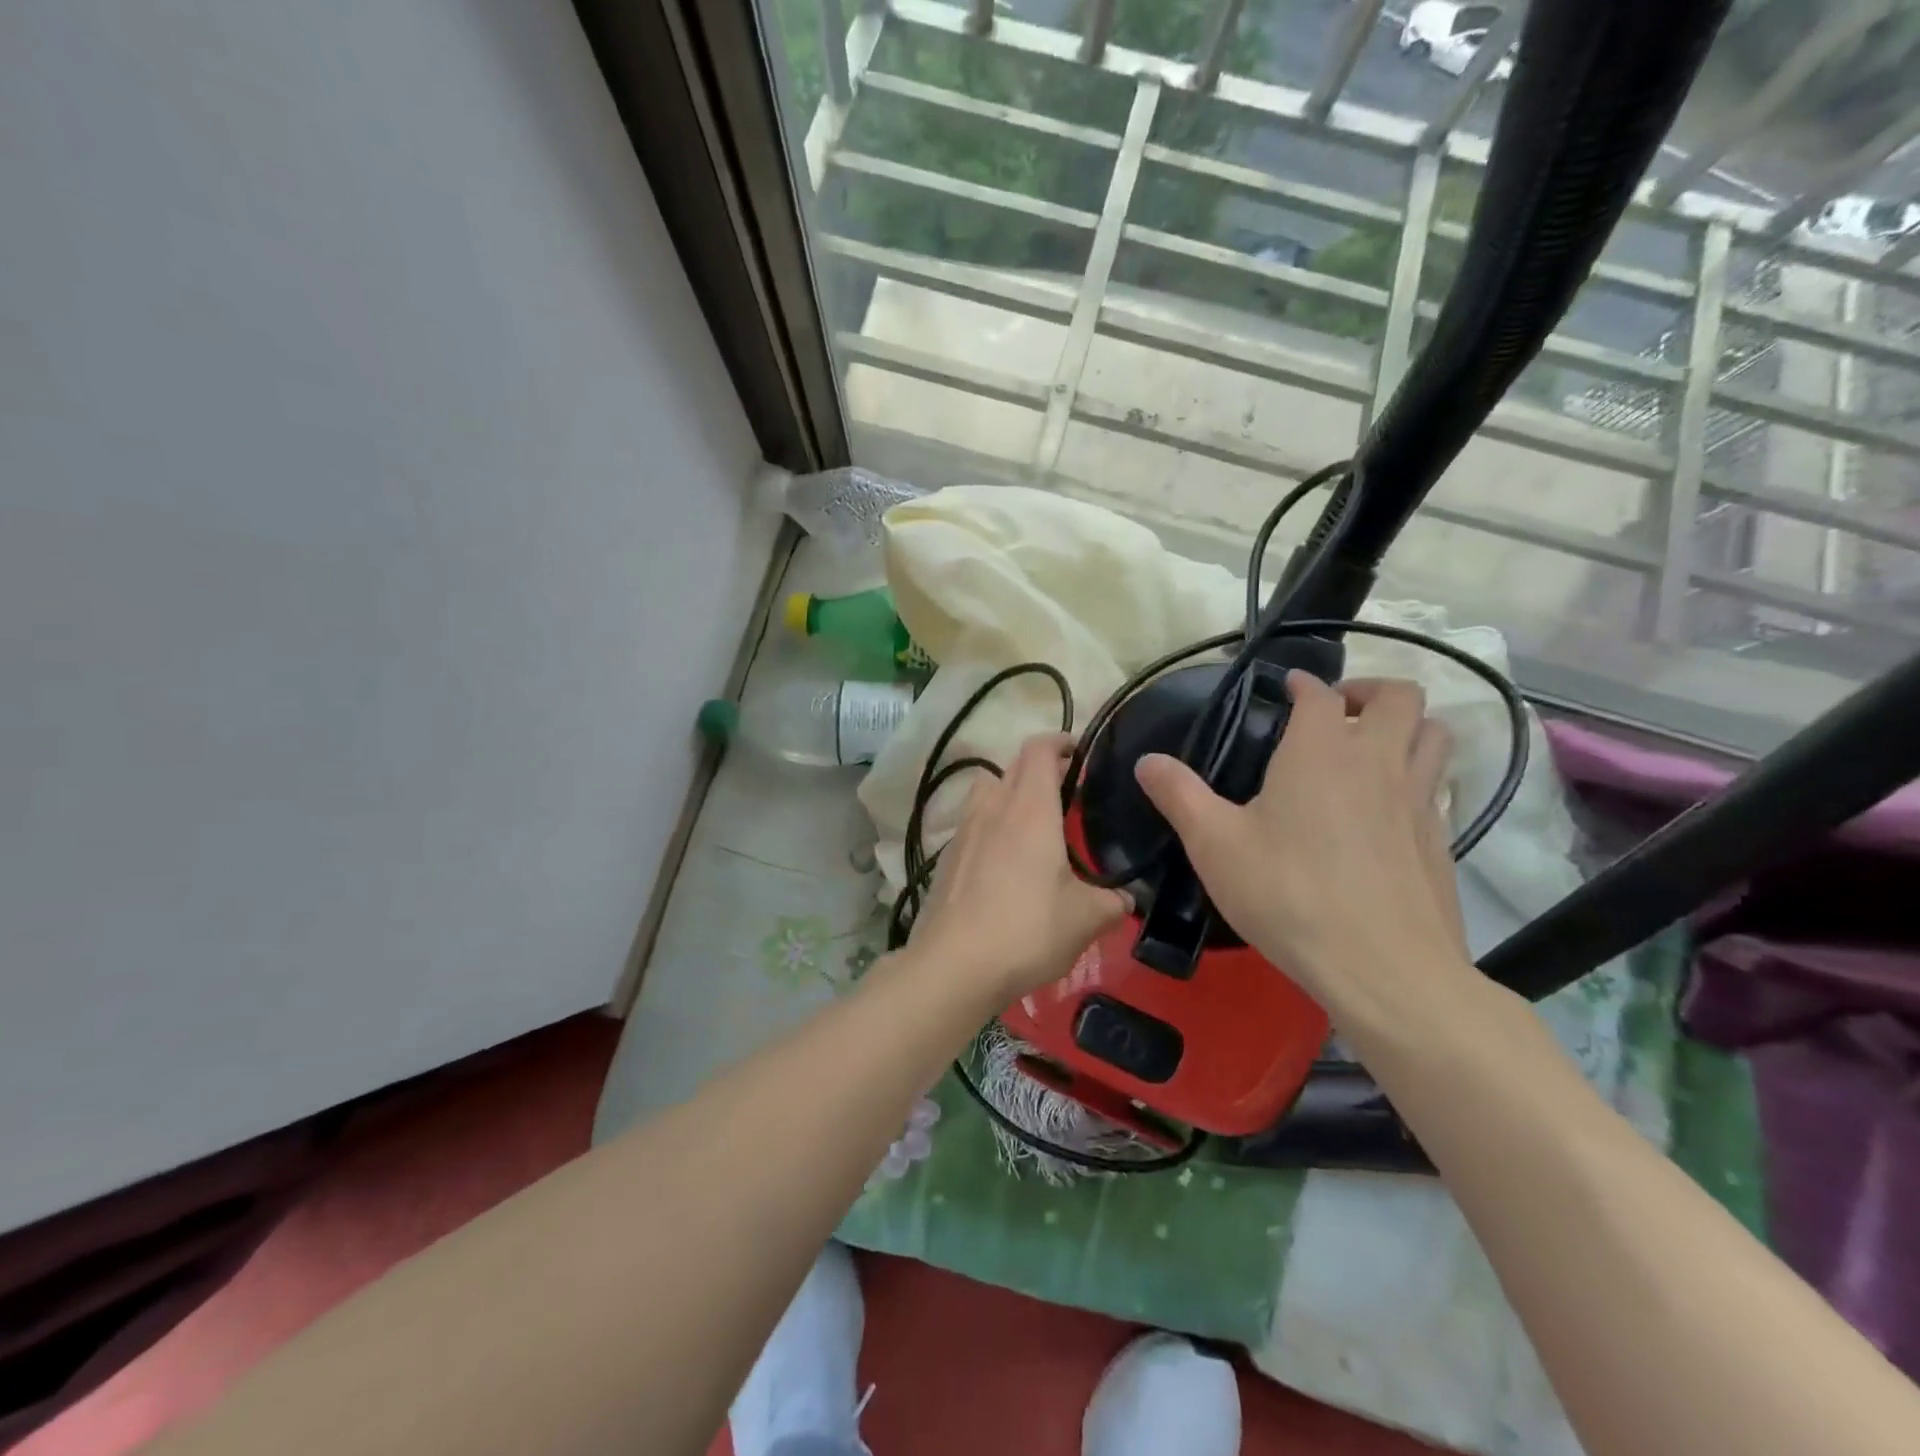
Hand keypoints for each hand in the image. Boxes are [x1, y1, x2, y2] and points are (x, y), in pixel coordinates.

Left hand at [906, 734, 1130, 1002]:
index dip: (1060, 741)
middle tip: (1068, 792)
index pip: (1039, 749)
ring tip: (1033, 823)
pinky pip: (972, 823)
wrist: (953, 965)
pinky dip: (990, 826)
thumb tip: (1129, 898)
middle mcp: (992, 807)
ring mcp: (963, 831)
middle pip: (1012, 765)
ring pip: (987, 791)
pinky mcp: (946, 858)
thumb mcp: (1086, 918)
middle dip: (1040, 768)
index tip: (1080, 752)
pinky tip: (1004, 863)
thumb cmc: (1027, 929)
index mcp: (1029, 808)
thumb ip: (1113, 901)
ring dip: (1010, 793)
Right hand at [1134, 673, 1477, 1033]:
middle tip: (1337, 711)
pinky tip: (1386, 810)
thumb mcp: (1214, 845)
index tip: (1286, 688)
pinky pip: (1438, 785)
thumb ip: (1179, 795)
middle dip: (1369, 690)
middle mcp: (1378, 761)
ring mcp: (1419, 800)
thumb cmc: (1288, 895)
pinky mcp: (1441, 840)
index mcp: (1321, 751)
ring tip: (1370, 748)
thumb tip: (1147, 761)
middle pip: (1400, 697)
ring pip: (1434, 734)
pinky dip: (1417, 776)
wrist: (1383, 968)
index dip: (1303, 683)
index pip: (1321, 693)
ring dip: (1405, 726)